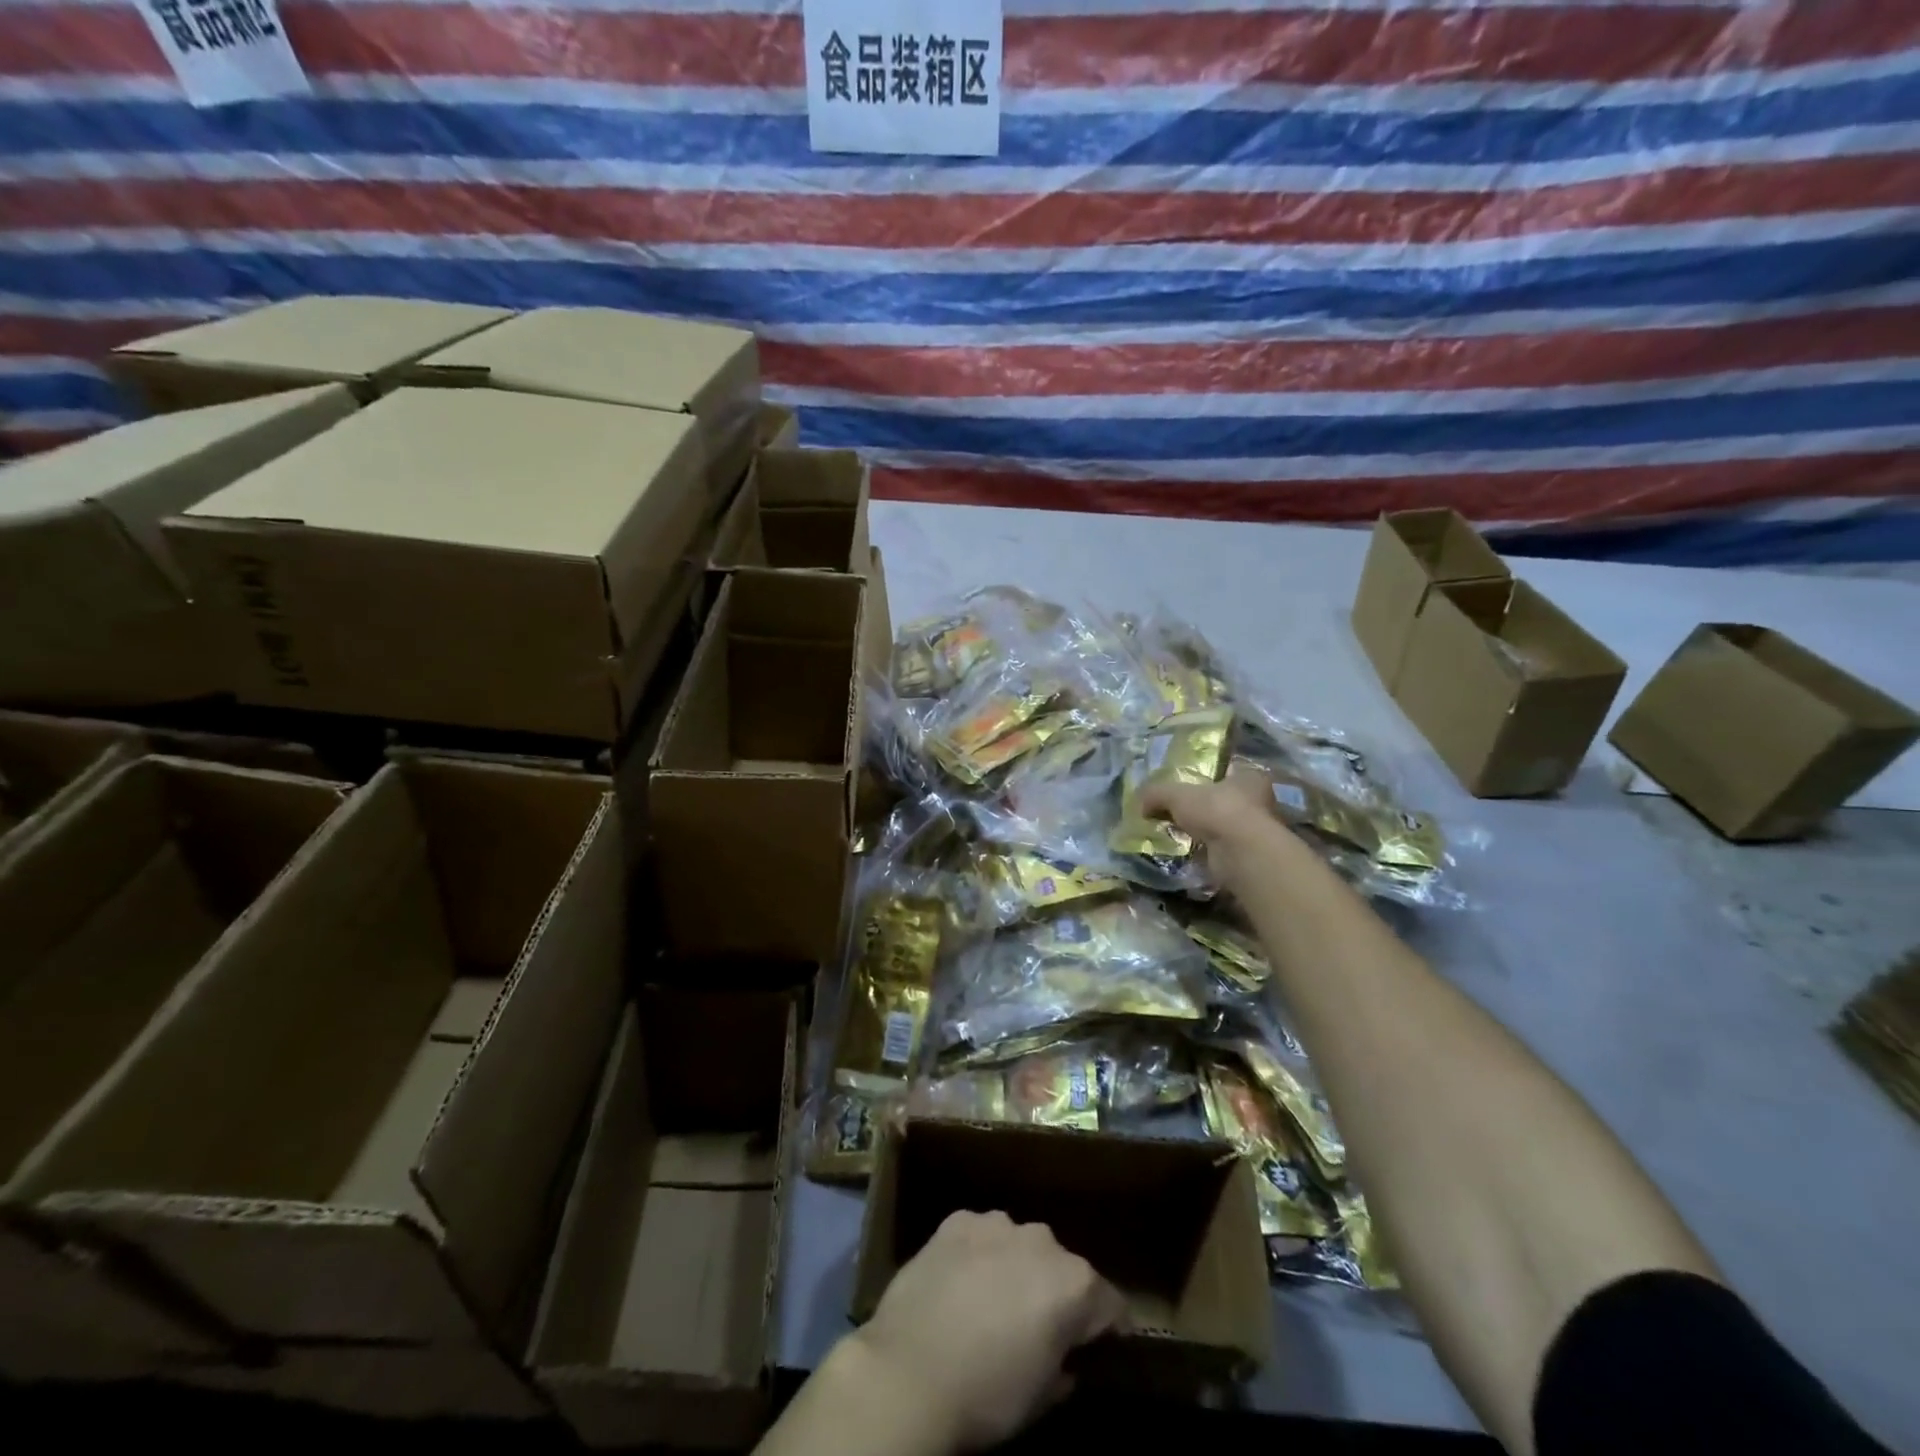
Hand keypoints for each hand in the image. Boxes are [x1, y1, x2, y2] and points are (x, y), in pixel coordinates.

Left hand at [849, 1211, 1127, 1451]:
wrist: (909, 1372)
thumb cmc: (986, 1394)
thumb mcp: (1041, 1397)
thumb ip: (1063, 1365)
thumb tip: (1064, 1357)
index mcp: (1074, 1283)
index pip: (1110, 1303)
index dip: (1107, 1327)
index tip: (1098, 1345)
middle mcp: (1042, 1240)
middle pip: (1062, 1266)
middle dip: (1054, 1292)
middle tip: (1035, 1326)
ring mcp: (997, 1223)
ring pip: (1019, 1244)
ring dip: (1015, 1267)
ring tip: (992, 1301)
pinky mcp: (957, 1219)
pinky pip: (980, 1235)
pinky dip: (978, 1253)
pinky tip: (961, 1281)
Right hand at [1141, 762, 1289, 882]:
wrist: (1240, 854)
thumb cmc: (1217, 810)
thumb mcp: (1176, 795)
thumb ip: (1157, 794)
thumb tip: (1140, 802)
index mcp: (1250, 777)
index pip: (1229, 771)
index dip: (1208, 777)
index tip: (1187, 787)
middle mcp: (1261, 802)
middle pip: (1227, 801)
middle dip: (1205, 808)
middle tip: (1178, 813)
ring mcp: (1258, 832)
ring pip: (1225, 828)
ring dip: (1206, 833)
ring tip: (1179, 836)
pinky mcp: (1250, 857)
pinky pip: (1223, 851)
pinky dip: (1208, 853)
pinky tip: (1189, 854)